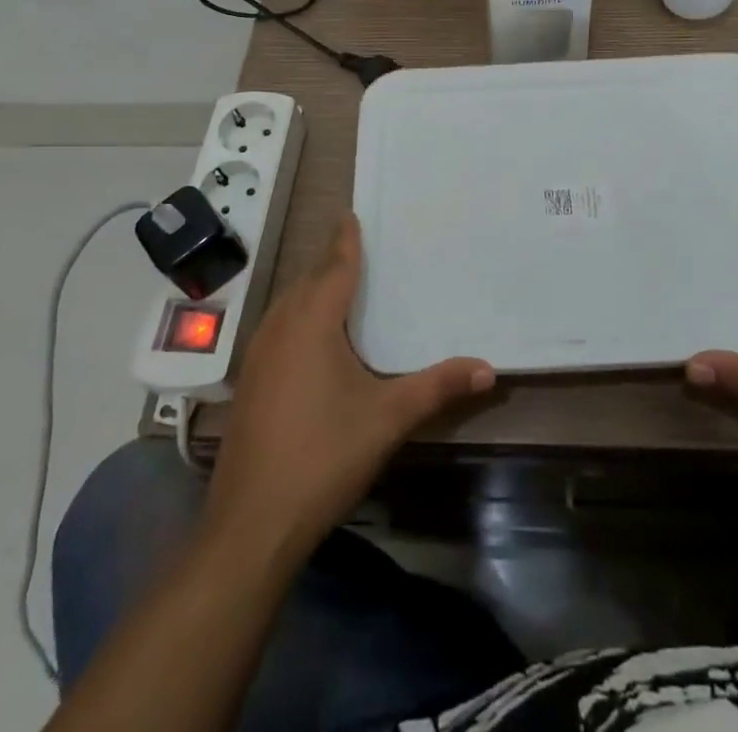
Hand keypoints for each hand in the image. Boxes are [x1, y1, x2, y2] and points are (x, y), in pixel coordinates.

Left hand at [204, 215, 494, 556]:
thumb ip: (438, 387)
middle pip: (308, 280)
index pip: (334, 266)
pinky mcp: (248, 383)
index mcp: (312, 322)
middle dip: (331, 262)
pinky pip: (276, 329)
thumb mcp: (388, 417)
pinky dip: (297, 316)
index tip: (351, 213)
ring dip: (311, 289)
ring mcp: (257, 356)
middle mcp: (280, 327)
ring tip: (338, 286)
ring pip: (287, 305)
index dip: (345, 240)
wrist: (252, 524)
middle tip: (357, 249)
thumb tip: (489, 368)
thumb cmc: (324, 456)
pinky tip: (310, 340)